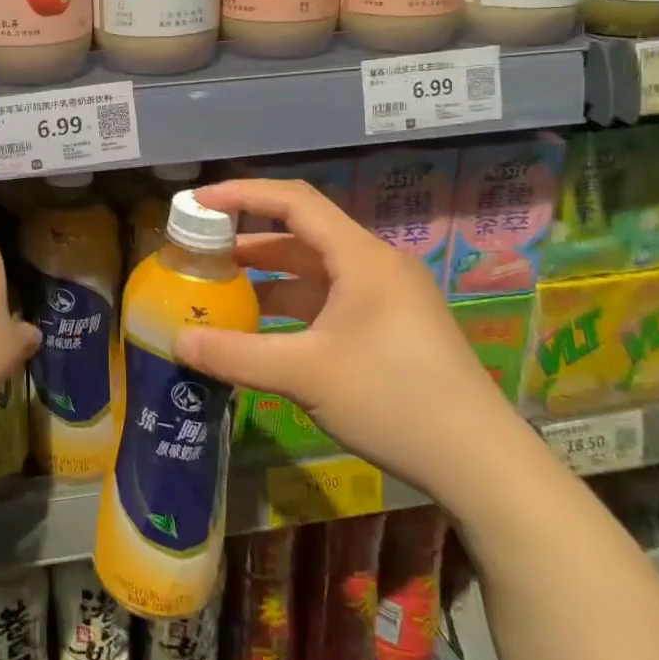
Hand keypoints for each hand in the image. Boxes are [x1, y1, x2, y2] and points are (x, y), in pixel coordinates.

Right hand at [173, 178, 531, 506]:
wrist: (481, 464)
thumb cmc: (393, 400)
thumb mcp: (304, 374)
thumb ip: (235, 354)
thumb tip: (177, 342)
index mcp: (361, 257)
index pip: (294, 202)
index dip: (242, 194)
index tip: (197, 202)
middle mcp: (375, 265)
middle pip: (301, 234)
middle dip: (247, 239)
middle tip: (199, 250)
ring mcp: (386, 297)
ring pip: (314, 271)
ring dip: (267, 276)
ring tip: (220, 287)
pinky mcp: (390, 327)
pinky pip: (328, 300)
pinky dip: (291, 305)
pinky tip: (262, 328)